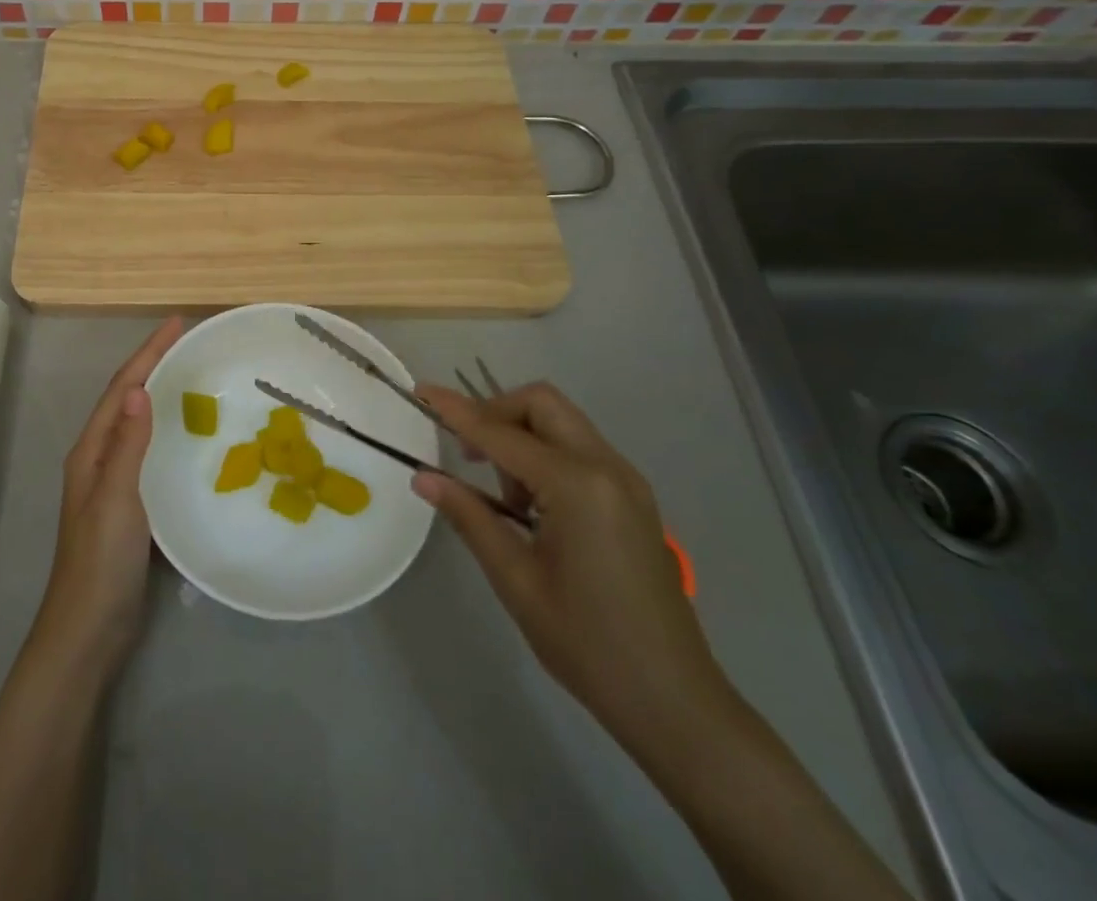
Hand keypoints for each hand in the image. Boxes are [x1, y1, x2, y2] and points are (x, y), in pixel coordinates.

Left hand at [32, 316, 182, 676]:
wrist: (88, 630)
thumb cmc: (100, 561)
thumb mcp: (115, 498)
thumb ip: (127, 445)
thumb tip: (139, 388)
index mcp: (92, 450)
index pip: (122, 388)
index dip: (148, 353)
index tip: (176, 323)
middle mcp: (99, 458)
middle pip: (127, 399)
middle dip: (153, 366)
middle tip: (189, 344)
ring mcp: (113, 483)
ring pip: (138, 425)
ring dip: (160, 395)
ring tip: (193, 377)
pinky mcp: (129, 506)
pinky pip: (149, 453)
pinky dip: (166, 432)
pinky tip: (188, 437)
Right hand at [411, 381, 733, 760]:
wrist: (675, 703)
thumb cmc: (587, 644)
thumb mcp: (516, 579)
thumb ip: (469, 516)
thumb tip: (423, 477)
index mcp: (577, 485)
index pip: (501, 433)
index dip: (456, 411)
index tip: (421, 392)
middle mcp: (607, 467)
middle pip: (541, 404)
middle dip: (496, 413)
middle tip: (467, 455)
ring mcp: (626, 481)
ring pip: (561, 423)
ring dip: (521, 437)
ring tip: (504, 500)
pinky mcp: (633, 498)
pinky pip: (579, 450)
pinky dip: (545, 456)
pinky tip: (533, 508)